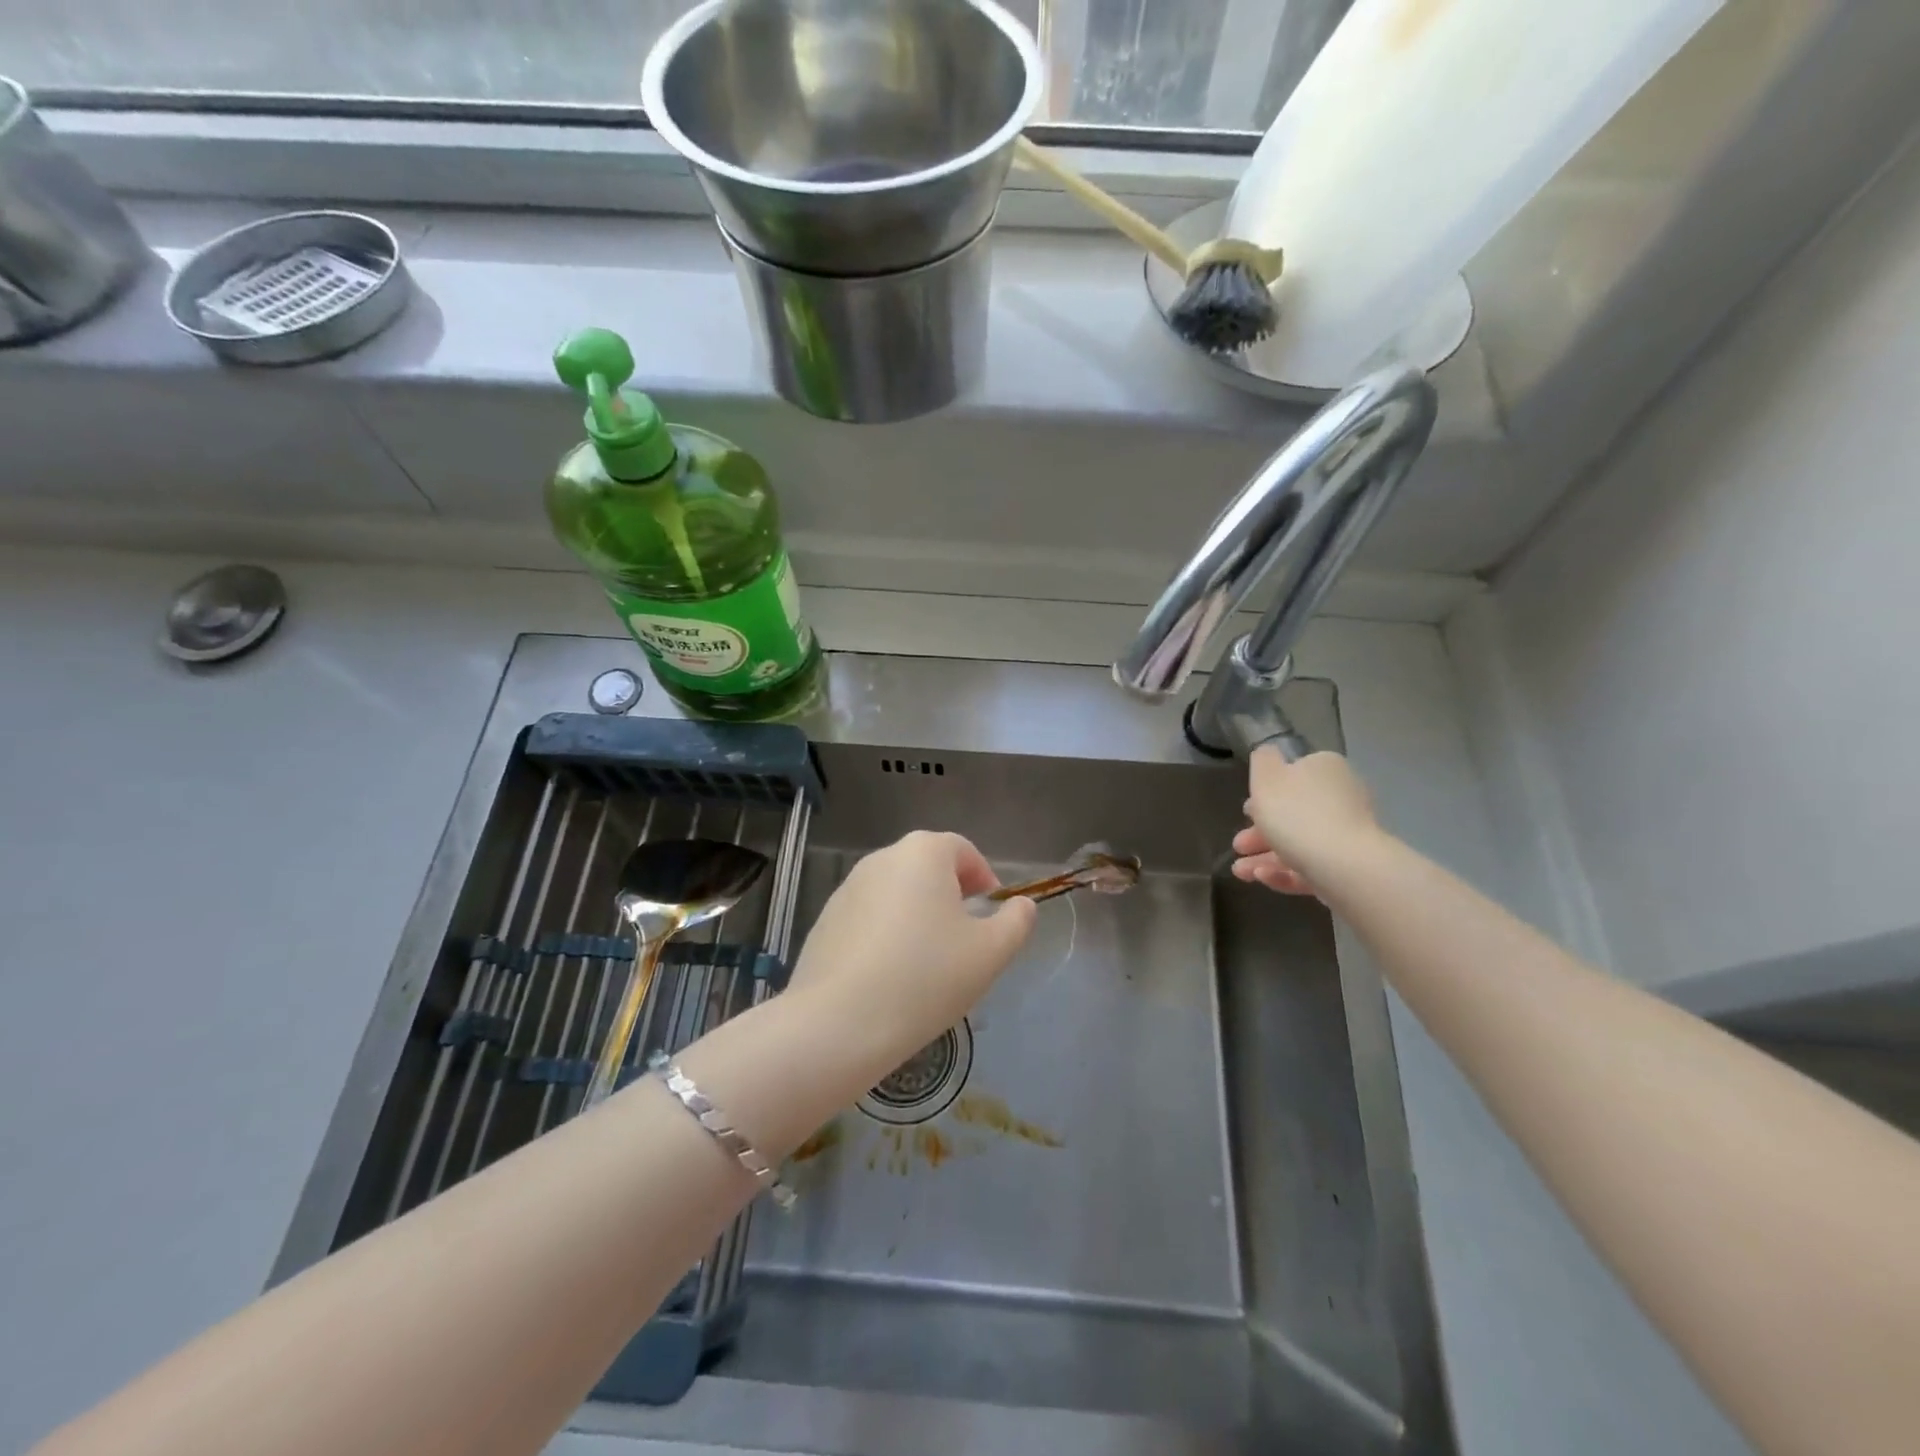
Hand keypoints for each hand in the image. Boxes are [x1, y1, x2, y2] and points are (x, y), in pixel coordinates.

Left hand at [787, 831, 1037, 1067]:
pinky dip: (885, 936)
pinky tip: (890, 977)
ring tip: (927, 964)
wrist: (839, 1022)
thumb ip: (1016, 922)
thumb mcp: (991, 952)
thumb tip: (1021, 905)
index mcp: (923, 853)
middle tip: (964, 941)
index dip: (984, 878)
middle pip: (927, 868)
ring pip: (896, 894)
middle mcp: (882, 859)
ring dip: (917, 916)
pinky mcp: (825, 921)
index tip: (992, 915)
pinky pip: (868, 919)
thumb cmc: (926, 977)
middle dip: (950, 897)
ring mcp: (847, 889)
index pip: (963, 850)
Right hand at [1231, 748, 1380, 895]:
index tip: (1245, 811)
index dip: (1265, 794)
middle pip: (1294, 813)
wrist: (1344, 866)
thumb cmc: (1297, 814)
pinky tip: (1262, 878)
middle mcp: (1342, 797)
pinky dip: (1285, 872)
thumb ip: (1262, 760)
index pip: (1293, 775)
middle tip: (1239, 846)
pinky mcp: (1350, 867)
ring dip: (1265, 857)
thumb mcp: (1266, 777)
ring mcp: (1348, 834)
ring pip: (1299, 843)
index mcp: (1324, 769)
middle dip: (1260, 832)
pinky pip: (1312, 866)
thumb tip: (1268, 753)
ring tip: (1240, 872)